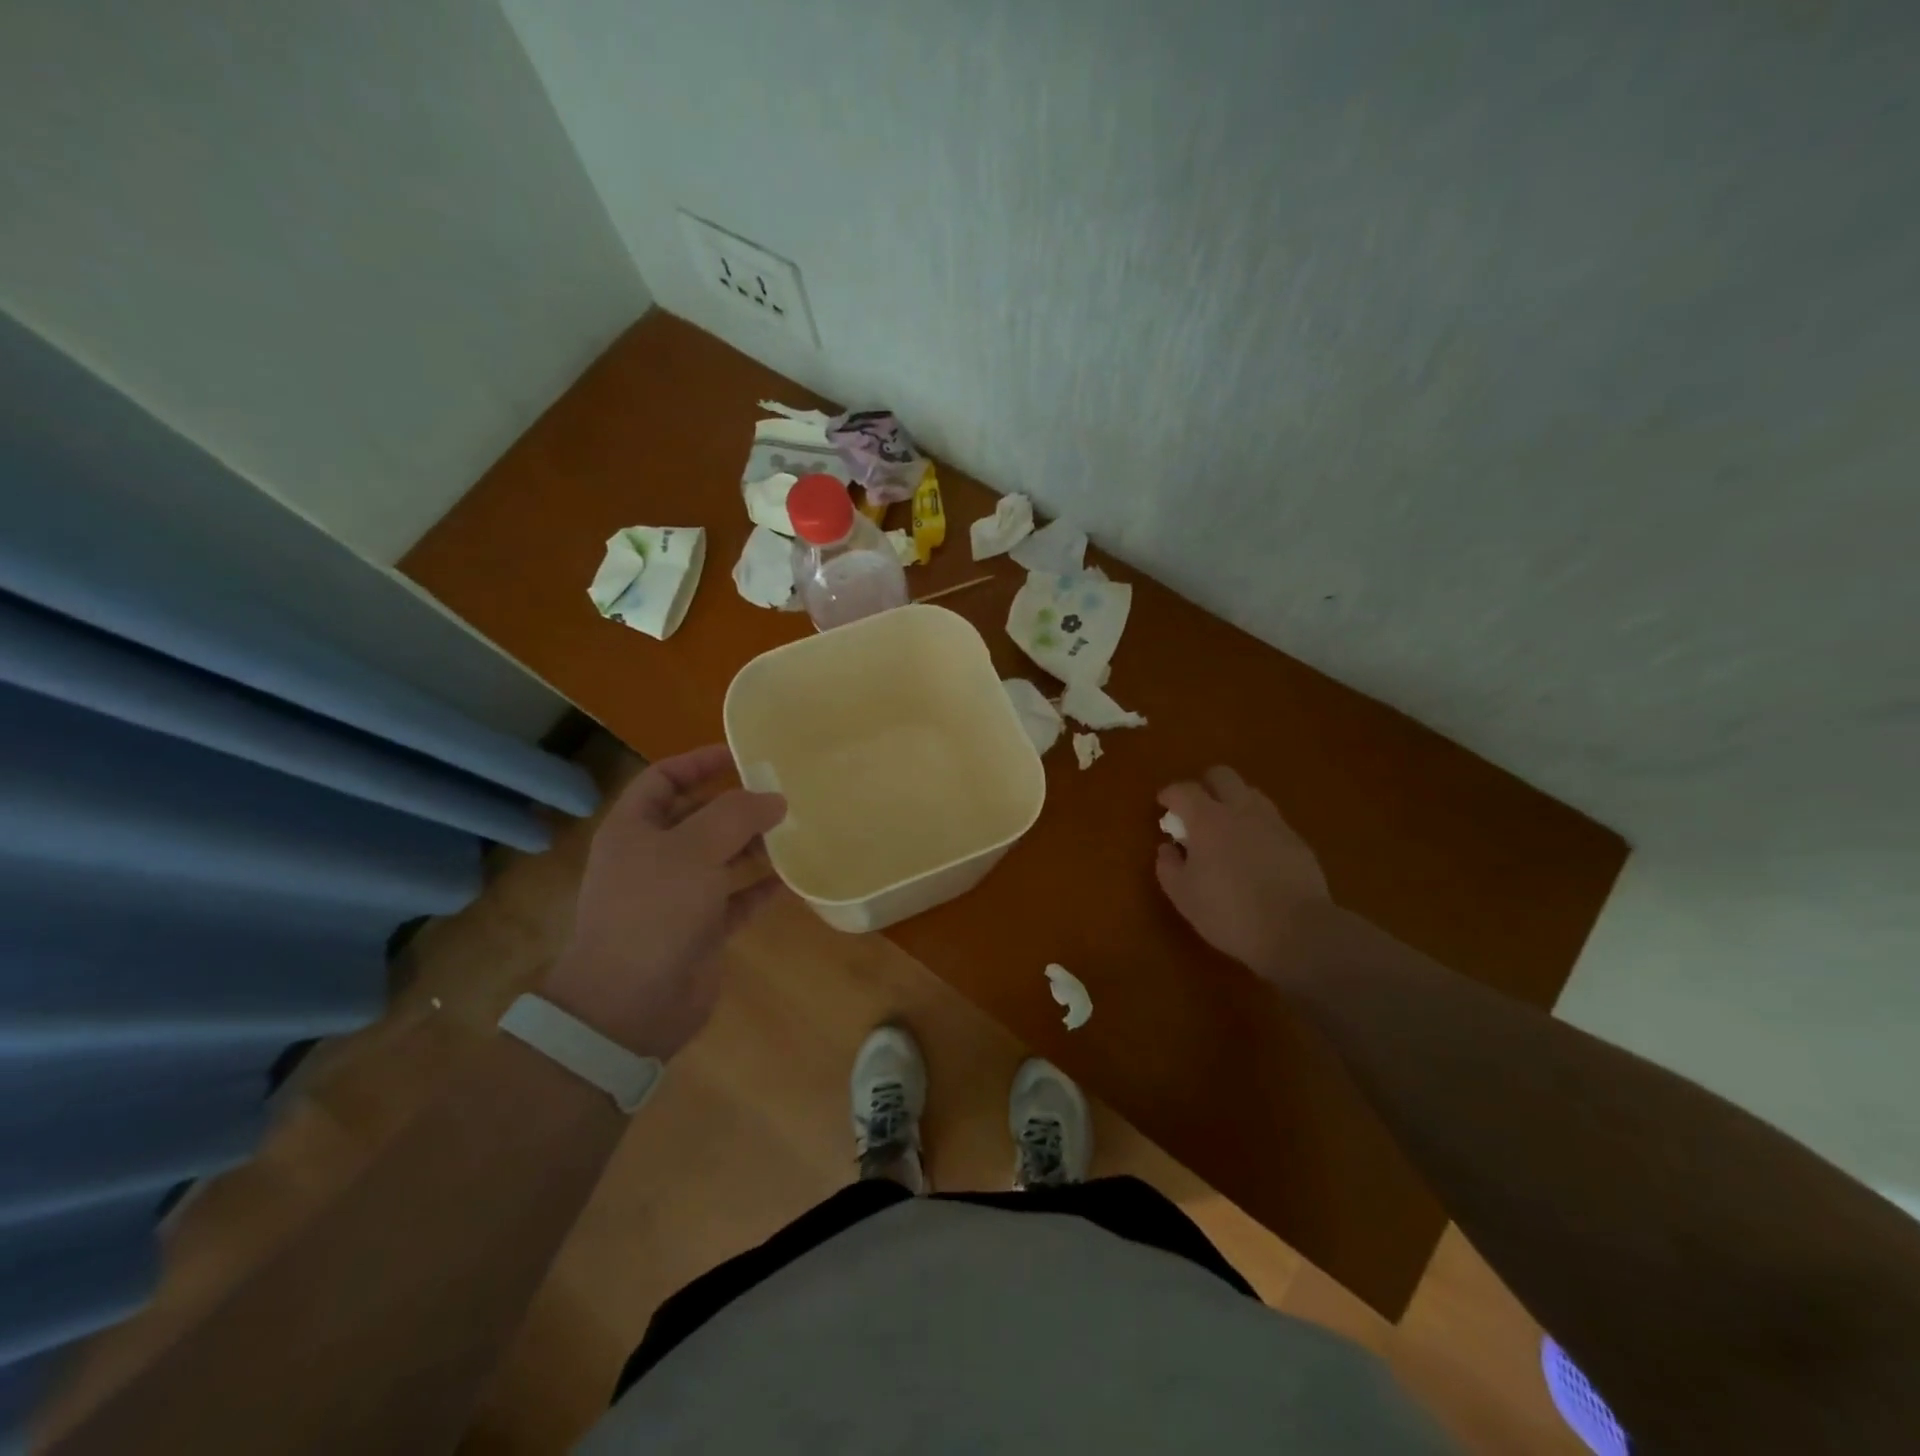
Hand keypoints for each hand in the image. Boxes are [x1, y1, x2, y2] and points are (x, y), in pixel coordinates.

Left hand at [542, 745, 786, 1058]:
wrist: (630, 1005)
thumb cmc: (654, 910)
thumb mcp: (694, 849)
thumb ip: (737, 815)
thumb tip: (774, 799)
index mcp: (633, 829)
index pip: (664, 779)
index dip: (699, 762)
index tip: (742, 754)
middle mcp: (653, 858)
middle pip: (697, 817)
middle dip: (736, 804)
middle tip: (782, 792)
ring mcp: (676, 896)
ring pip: (720, 857)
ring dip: (754, 844)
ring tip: (796, 829)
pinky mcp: (700, 930)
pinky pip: (736, 898)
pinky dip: (761, 887)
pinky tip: (793, 877)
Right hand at [1155, 766, 1330, 980]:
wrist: (1298, 931)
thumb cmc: (1229, 913)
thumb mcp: (1183, 896)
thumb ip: (1168, 866)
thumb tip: (1168, 848)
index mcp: (1207, 819)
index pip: (1184, 790)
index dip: (1170, 794)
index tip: (1163, 805)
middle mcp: (1241, 810)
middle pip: (1222, 775)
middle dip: (1205, 785)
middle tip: (1196, 810)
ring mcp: (1273, 823)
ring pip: (1250, 793)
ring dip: (1234, 802)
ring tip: (1227, 829)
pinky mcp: (1297, 840)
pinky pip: (1271, 820)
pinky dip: (1257, 827)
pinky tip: (1255, 853)